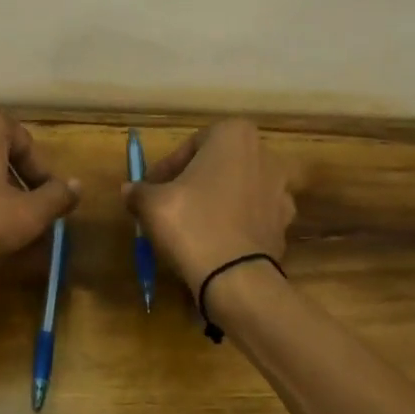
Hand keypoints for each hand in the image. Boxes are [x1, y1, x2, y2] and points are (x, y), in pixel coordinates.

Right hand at [123, 119, 296, 292]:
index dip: (167, 168)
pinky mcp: (285, 222)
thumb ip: (140, 191)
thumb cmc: (192, 224)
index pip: (191, 145)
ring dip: (215, 201)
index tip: (151, 188)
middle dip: (193, 182)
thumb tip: (129, 190)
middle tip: (168, 204)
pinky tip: (214, 242)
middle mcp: (265, 155)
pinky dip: (234, 223)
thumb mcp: (152, 204)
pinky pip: (251, 215)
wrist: (236, 277)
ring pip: (237, 189)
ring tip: (190, 226)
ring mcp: (281, 189)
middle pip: (217, 165)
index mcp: (234, 136)